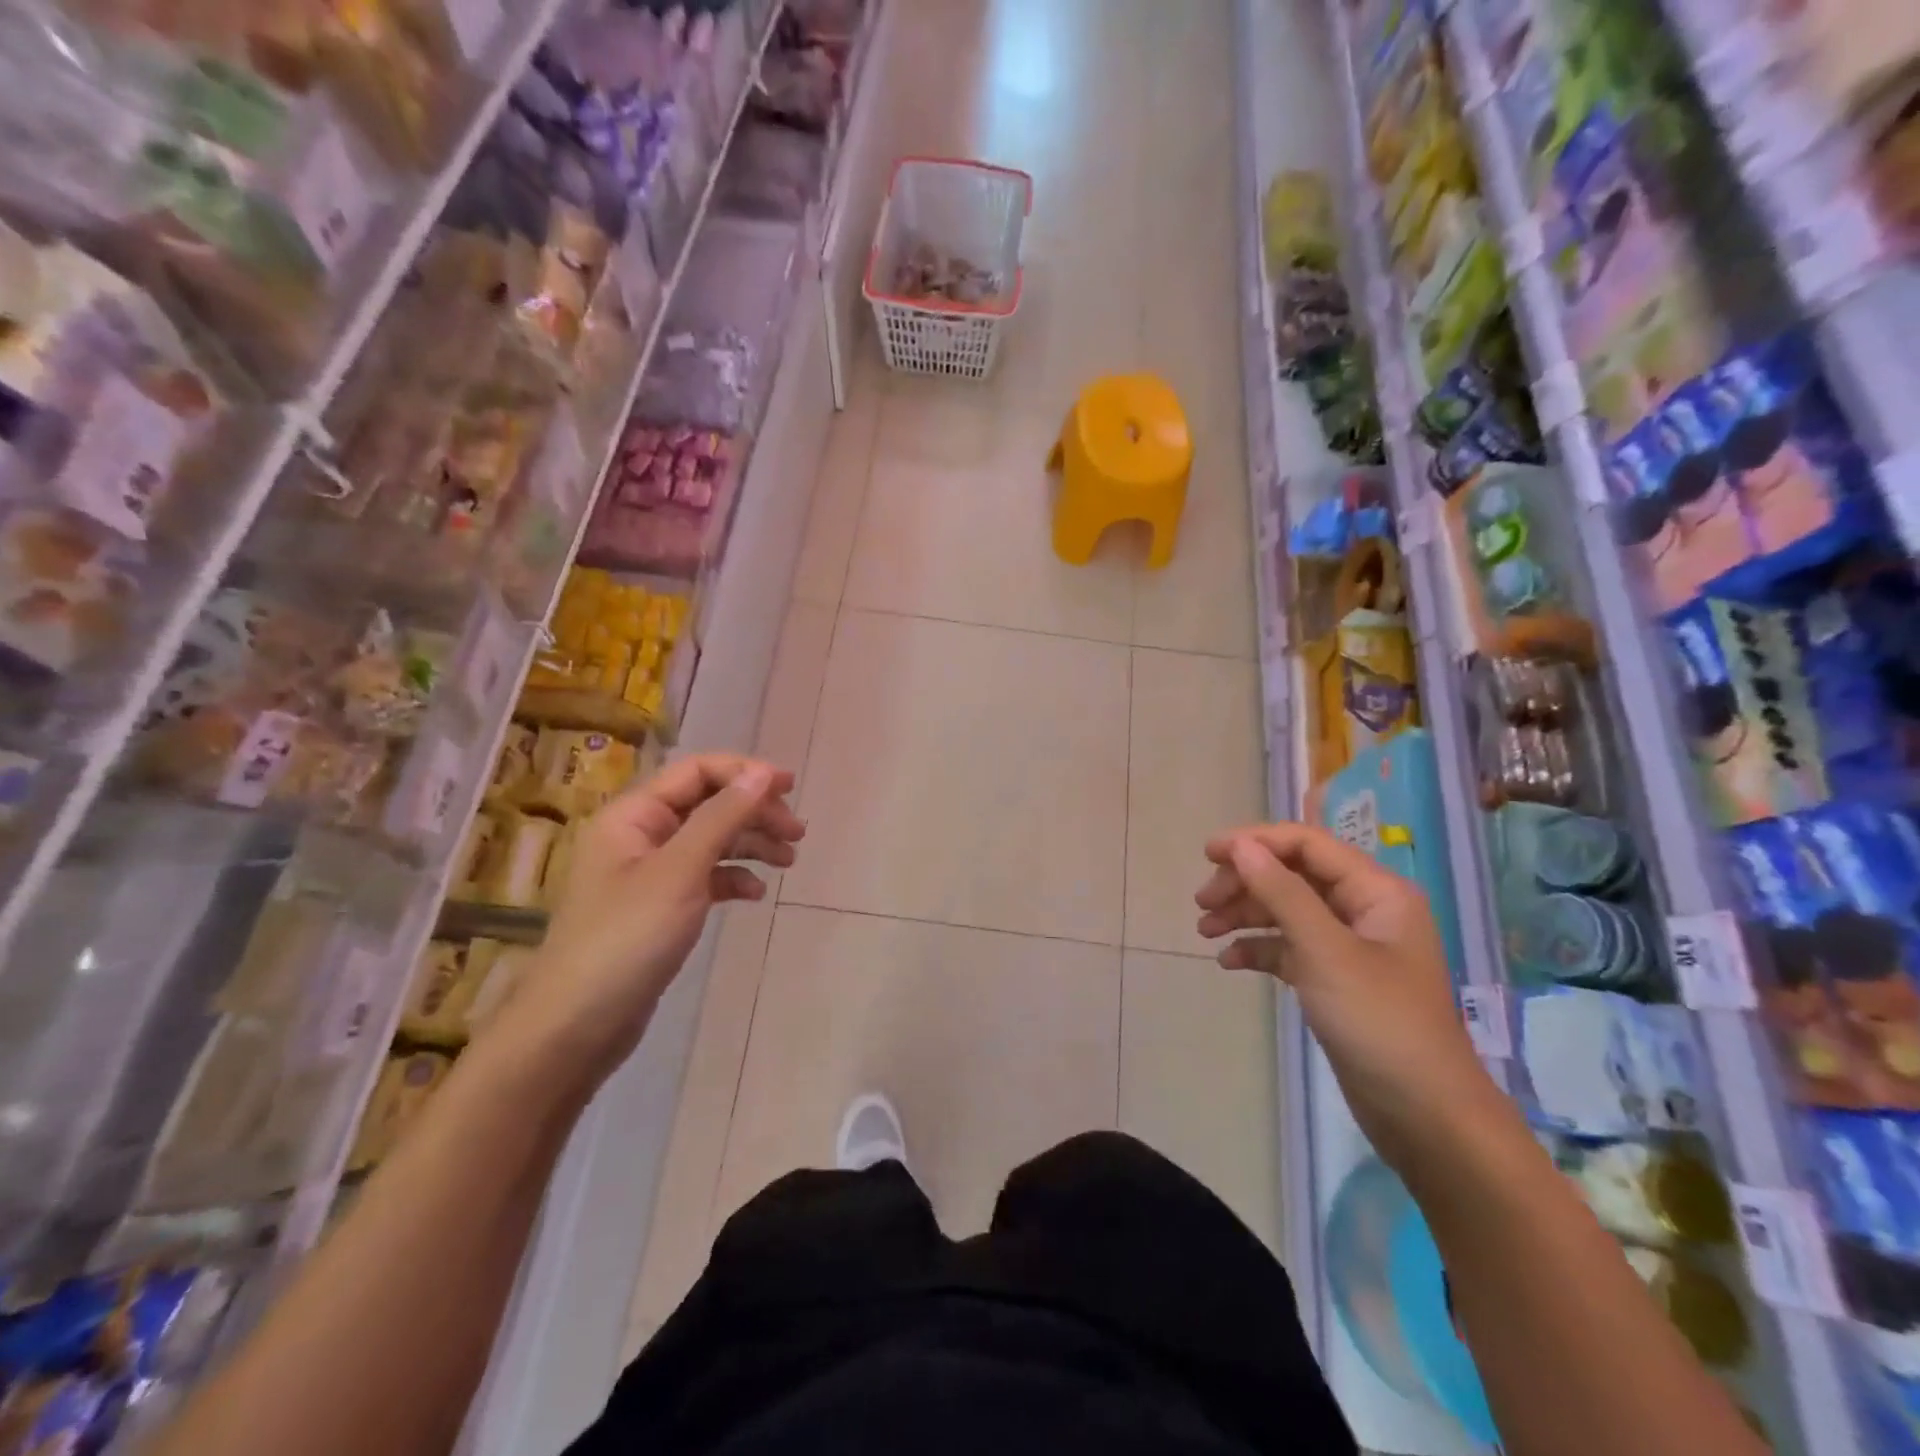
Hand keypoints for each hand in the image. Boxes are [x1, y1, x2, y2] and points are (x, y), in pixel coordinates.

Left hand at [507, 755, 803, 1081]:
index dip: (745, 772)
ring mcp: (648, 873)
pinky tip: (755, 894)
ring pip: (710, 840)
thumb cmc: (627, 939)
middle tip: (797, 833)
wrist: (576, 1027)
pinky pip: (704, 876)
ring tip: (789, 861)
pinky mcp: (659, 907)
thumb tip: (763, 773)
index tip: (790, 787)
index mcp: (634, 815)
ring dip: (751, 844)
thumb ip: (723, 817)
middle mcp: (640, 835)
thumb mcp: (681, 870)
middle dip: (754, 812)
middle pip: (708, 804)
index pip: (697, 772)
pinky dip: (733, 878)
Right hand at [1196, 823, 1499, 1171]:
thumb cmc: (1379, 1022)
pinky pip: (1289, 948)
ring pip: (1286, 911)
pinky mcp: (1335, 979)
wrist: (1424, 1115)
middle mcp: (1364, 910)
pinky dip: (1259, 949)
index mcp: (1376, 892)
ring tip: (1204, 932)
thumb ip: (1281, 893)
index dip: (1255, 842)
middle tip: (1201, 902)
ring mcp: (1350, 946)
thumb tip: (1241, 847)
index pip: (1307, 845)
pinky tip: (1229, 962)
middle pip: (1293, 875)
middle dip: (1245, 883)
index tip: (1207, 854)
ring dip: (1245, 915)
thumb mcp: (1324, 951)